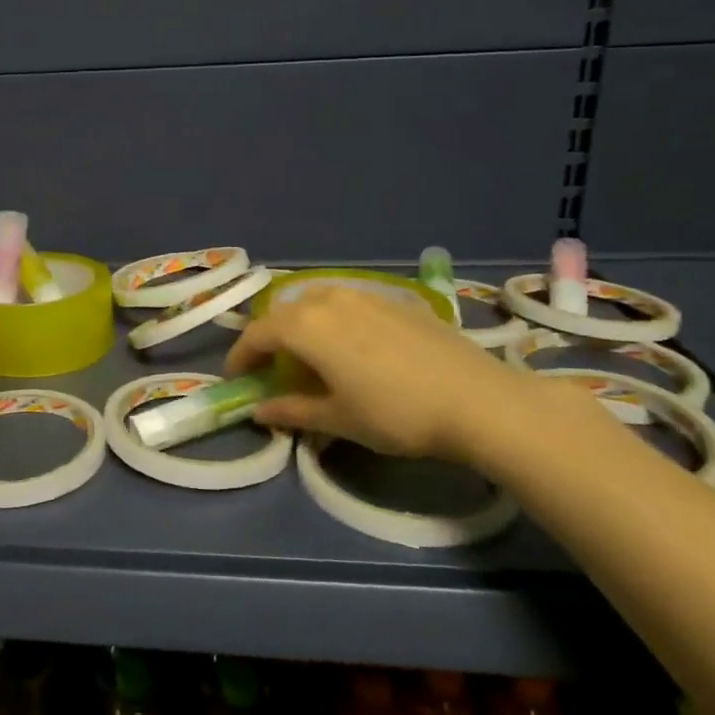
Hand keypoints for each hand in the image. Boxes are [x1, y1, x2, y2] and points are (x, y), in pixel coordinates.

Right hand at [224, 284, 542, 462]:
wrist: (478, 400)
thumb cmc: (396, 414)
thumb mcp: (338, 419)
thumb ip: (292, 411)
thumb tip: (258, 411)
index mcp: (306, 326)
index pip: (258, 334)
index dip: (241, 356)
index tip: (236, 378)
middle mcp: (330, 299)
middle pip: (285, 312)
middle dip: (271, 337)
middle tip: (271, 367)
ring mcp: (366, 294)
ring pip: (317, 300)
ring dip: (302, 323)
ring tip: (310, 353)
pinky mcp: (397, 299)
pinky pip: (349, 302)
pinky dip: (334, 319)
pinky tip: (352, 345)